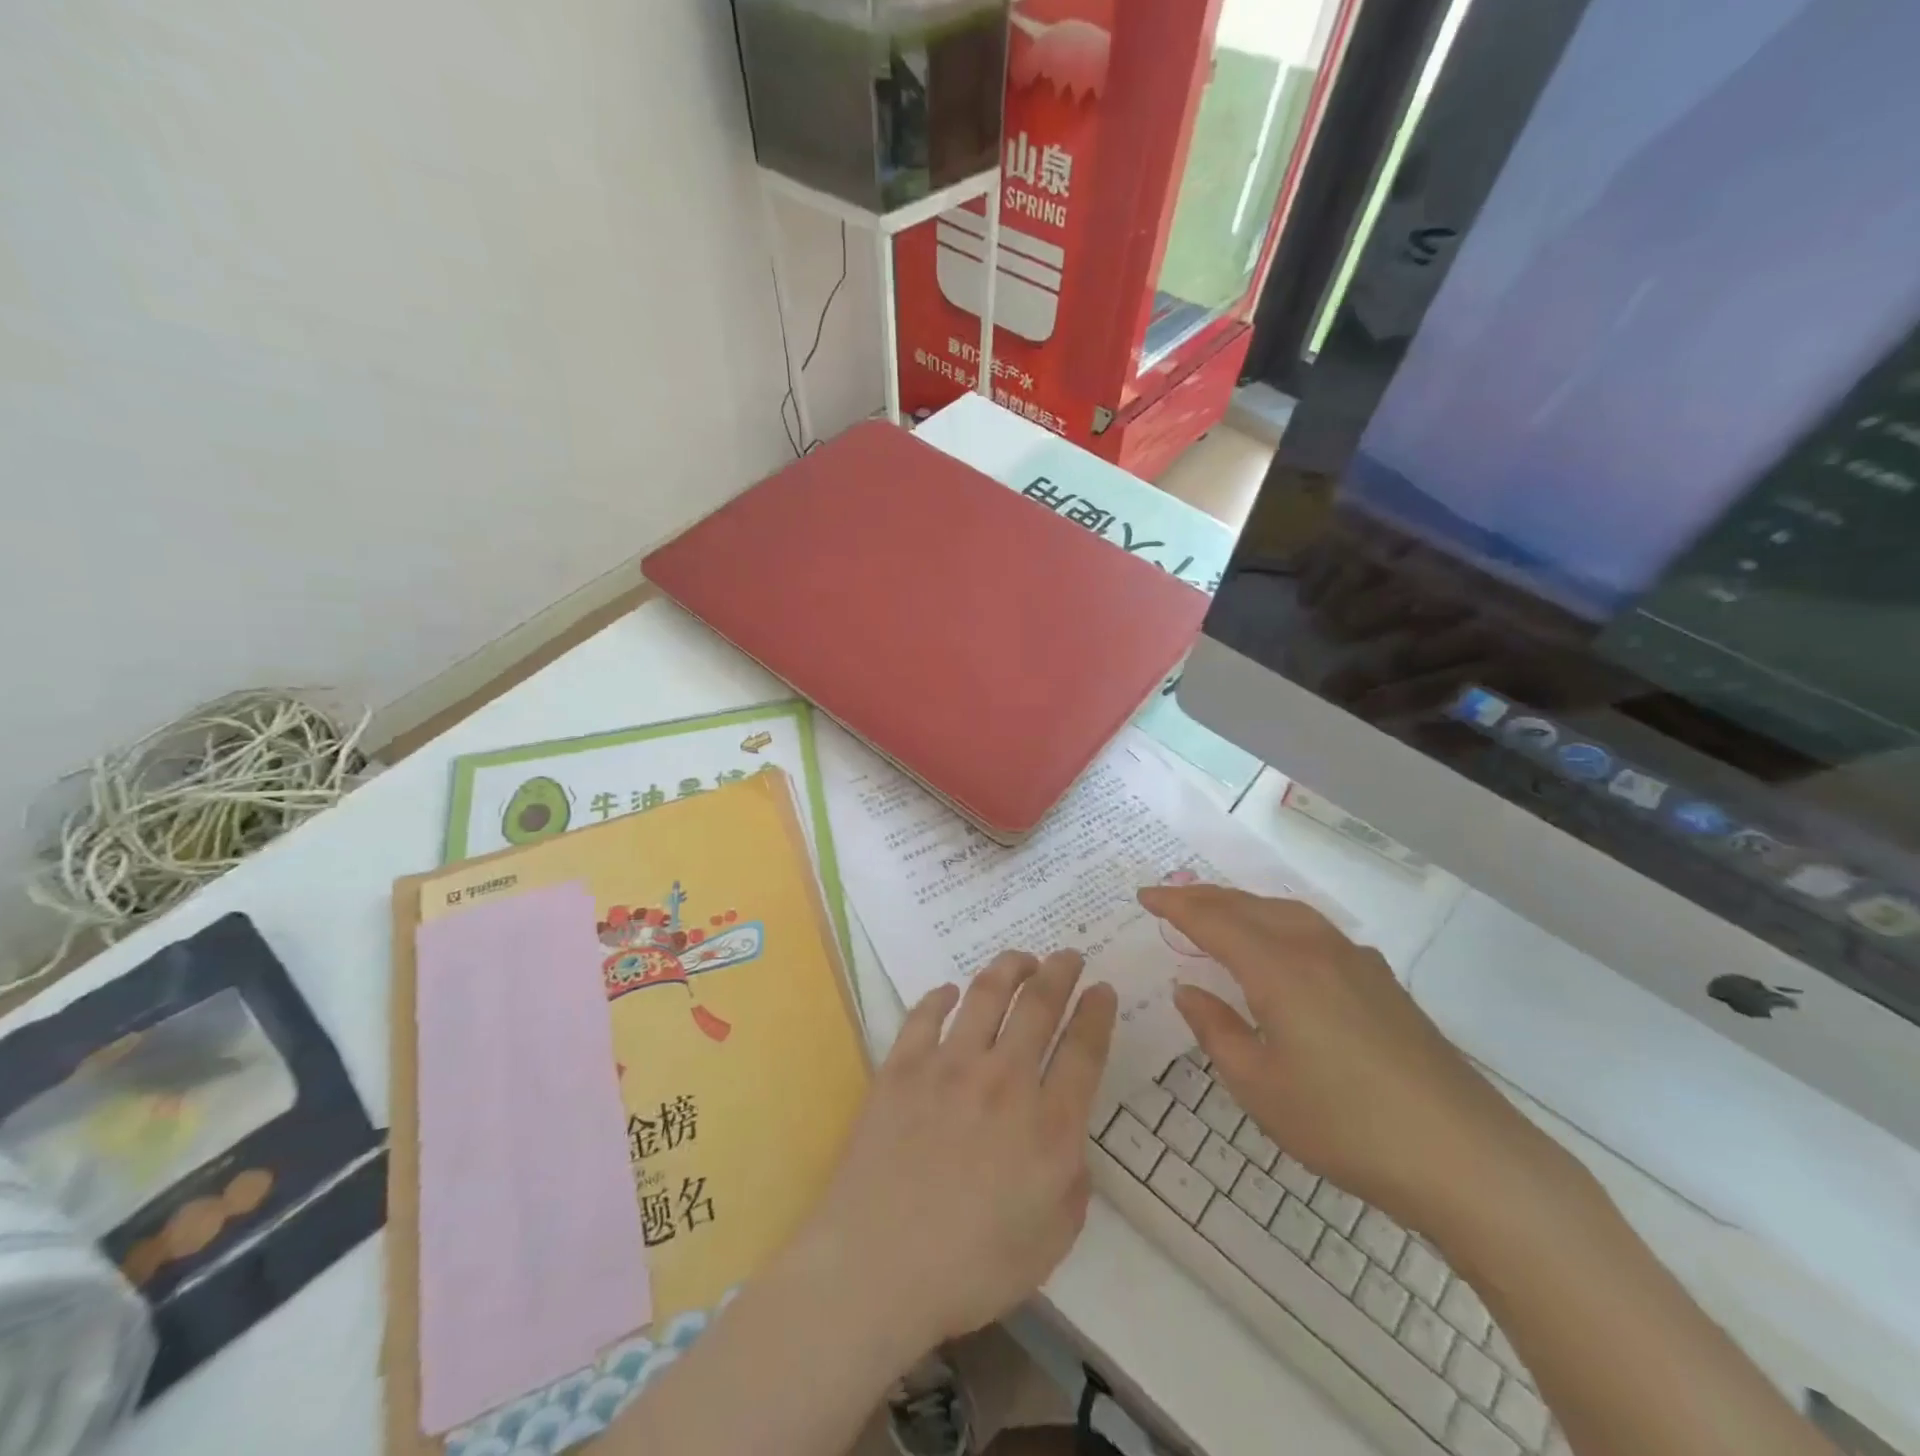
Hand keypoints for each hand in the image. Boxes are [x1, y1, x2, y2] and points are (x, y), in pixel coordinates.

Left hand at [792, 951, 1116, 1353]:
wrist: (877, 1266)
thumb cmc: (971, 1267)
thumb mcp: (1052, 1238)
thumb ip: (1073, 1178)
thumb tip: (1065, 1133)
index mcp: (1047, 1125)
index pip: (1084, 1049)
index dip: (1097, 1013)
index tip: (1102, 989)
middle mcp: (1003, 1080)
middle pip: (1039, 1005)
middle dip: (1061, 972)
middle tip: (1068, 956)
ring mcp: (948, 1066)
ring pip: (986, 994)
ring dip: (1009, 968)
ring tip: (1021, 959)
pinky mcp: (902, 1066)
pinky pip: (925, 1014)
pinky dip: (940, 997)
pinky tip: (949, 992)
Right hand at [1142, 884, 1547, 1233]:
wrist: (1467, 1158)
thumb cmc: (1345, 1125)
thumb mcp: (1259, 1086)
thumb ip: (1216, 1029)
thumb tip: (1187, 989)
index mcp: (1278, 968)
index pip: (1213, 920)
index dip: (1174, 905)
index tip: (1143, 896)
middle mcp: (1315, 948)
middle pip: (1249, 906)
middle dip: (1205, 897)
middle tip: (1171, 899)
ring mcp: (1356, 961)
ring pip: (1286, 912)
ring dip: (1244, 906)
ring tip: (1219, 913)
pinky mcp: (1382, 982)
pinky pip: (1315, 931)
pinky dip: (1280, 923)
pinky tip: (1283, 949)